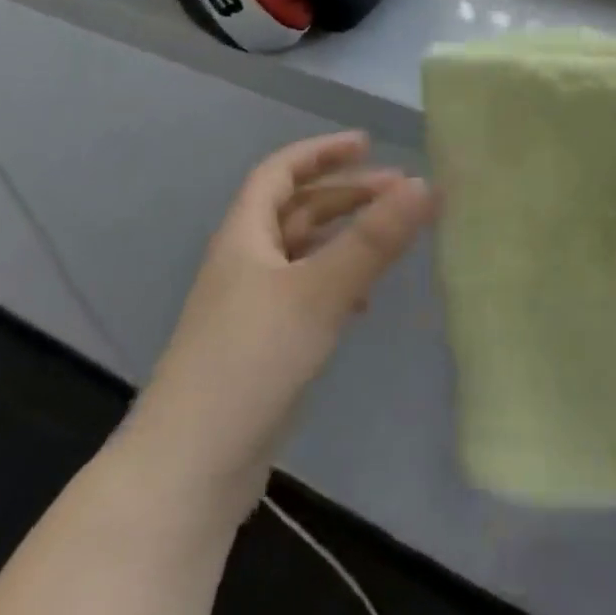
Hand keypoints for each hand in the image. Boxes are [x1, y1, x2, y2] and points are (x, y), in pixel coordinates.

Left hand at [125, 131, 437, 521]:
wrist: (190, 470)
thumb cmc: (250, 360)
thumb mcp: (318, 291)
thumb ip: (374, 239)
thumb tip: (425, 184)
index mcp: (245, 236)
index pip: (280, 171)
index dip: (322, 152)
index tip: (367, 144)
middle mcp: (245, 262)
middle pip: (297, 210)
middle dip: (347, 194)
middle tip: (400, 191)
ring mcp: (251, 307)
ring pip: (305, 252)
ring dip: (345, 236)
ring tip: (392, 237)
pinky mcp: (263, 346)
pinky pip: (307, 292)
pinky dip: (338, 281)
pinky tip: (364, 300)